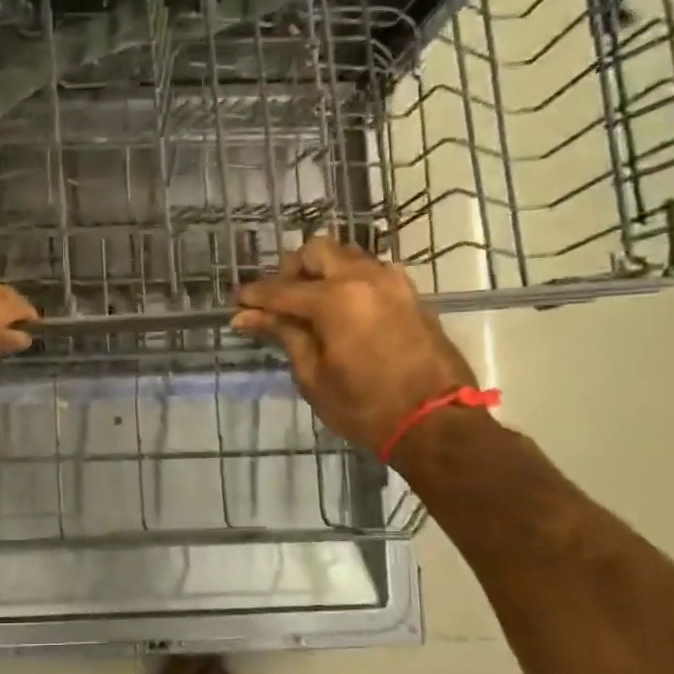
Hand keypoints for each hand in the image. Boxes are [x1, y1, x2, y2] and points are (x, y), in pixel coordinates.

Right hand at [232, 237, 477, 453]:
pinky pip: (370, 273)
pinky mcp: (410, 295)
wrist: (436, 423)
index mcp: (336, 299)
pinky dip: (348, 281)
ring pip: (347, 256)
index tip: (236, 303)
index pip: (282, 289)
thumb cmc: (365, 407)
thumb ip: (284, 335)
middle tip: (278, 301)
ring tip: (308, 306)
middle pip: (317, 251)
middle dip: (291, 270)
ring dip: (322, 272)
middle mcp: (365, 278)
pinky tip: (340, 311)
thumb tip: (247, 316)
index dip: (255, 296)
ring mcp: (393, 283)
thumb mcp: (313, 375)